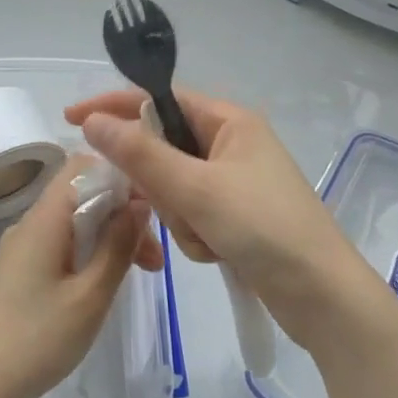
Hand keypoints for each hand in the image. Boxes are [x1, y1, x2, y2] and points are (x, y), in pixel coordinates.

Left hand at [0, 156, 163, 397]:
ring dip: (107, 237)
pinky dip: (87, 252)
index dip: (120, 179)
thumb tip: (140, 203)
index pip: (83, 166)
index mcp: (45, 218)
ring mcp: (20, 247)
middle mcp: (30, 222)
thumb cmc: (38, 339)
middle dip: (121, 215)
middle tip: (153, 260)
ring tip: (139, 274)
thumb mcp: (90, 296)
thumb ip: (117, 245)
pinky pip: (59, 243)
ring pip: (72, 222)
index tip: (150, 214)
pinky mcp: (17, 270)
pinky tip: (102, 284)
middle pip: (81, 195)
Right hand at [66, 90, 378, 350]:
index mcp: (228, 120)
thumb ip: (141, 155)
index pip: (158, 99)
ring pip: (172, 186)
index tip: (72, 119)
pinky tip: (218, 253)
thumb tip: (93, 121)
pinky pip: (189, 214)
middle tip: (178, 208)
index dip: (115, 106)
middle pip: (162, 147)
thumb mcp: (197, 189)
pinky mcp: (234, 215)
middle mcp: (229, 143)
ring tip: (209, 238)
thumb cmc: (265, 228)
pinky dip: (194, 234)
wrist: (324, 299)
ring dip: (180, 217)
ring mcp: (232, 181)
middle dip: (161, 184)